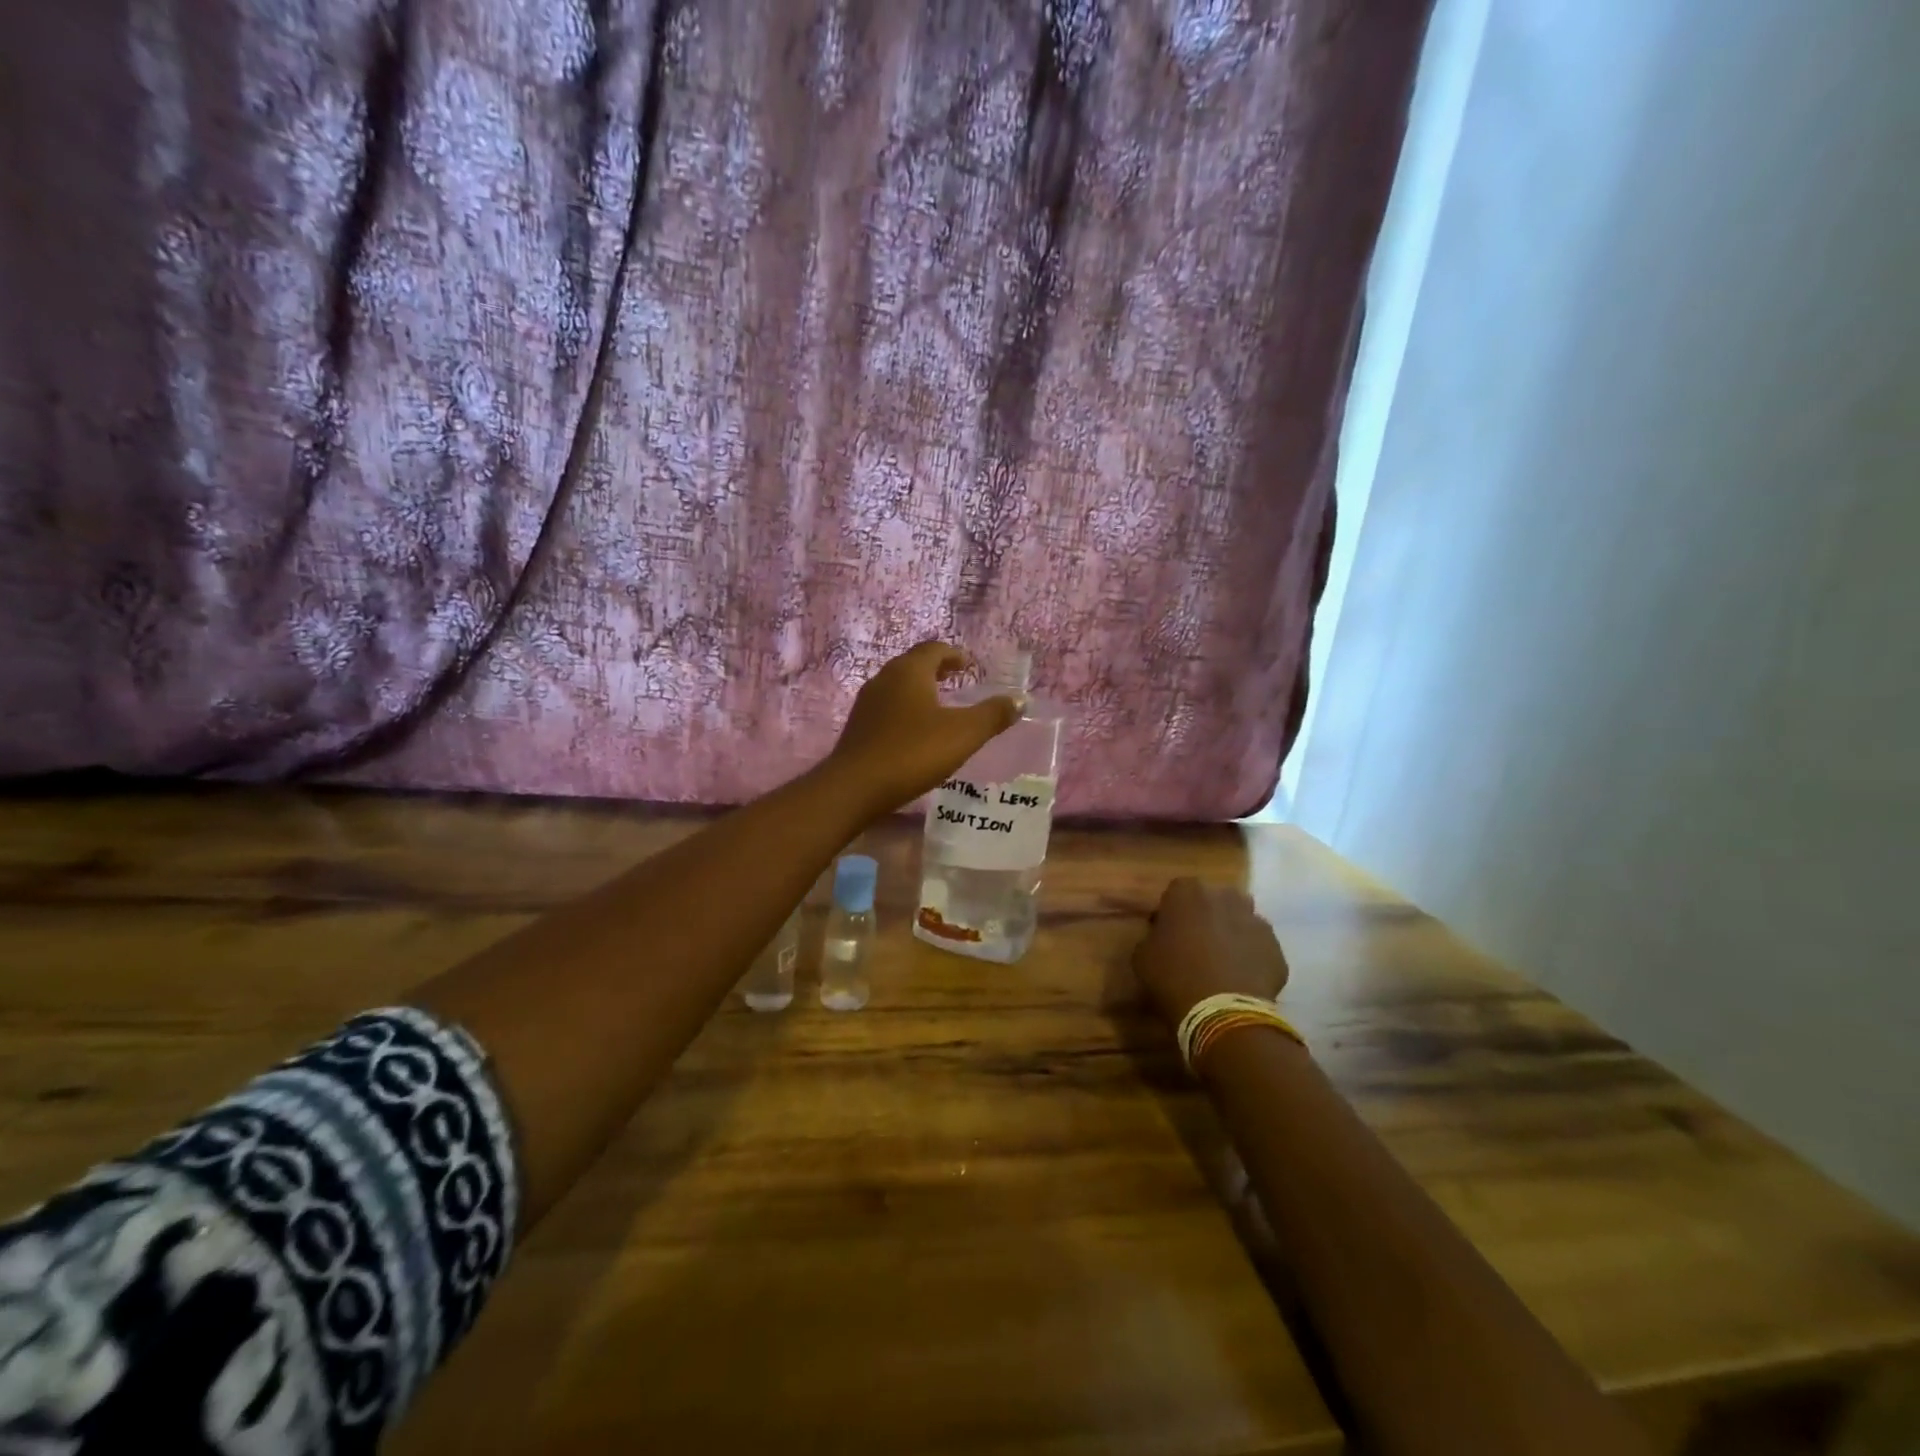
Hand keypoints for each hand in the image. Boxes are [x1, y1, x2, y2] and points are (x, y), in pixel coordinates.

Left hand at [827, 642, 1020, 818]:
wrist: (855, 787)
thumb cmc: (913, 753)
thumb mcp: (963, 734)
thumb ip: (992, 715)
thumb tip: (1018, 700)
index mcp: (909, 671)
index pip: (934, 649)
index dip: (954, 654)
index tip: (969, 665)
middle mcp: (885, 678)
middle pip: (914, 664)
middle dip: (937, 669)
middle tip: (957, 679)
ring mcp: (867, 702)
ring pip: (898, 685)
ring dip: (920, 689)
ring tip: (940, 705)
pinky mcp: (859, 726)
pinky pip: (888, 707)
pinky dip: (906, 709)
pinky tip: (915, 731)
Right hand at [1133, 878, 1289, 1026]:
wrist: (1222, 1011)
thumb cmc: (1173, 977)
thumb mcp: (1143, 956)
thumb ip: (1153, 936)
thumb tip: (1163, 936)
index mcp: (1187, 892)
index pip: (1177, 892)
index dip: (1172, 912)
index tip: (1168, 933)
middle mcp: (1224, 896)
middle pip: (1214, 901)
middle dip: (1207, 917)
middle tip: (1196, 945)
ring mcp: (1255, 920)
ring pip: (1241, 921)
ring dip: (1232, 934)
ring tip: (1222, 963)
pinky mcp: (1276, 947)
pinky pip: (1259, 947)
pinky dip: (1252, 958)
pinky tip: (1241, 980)